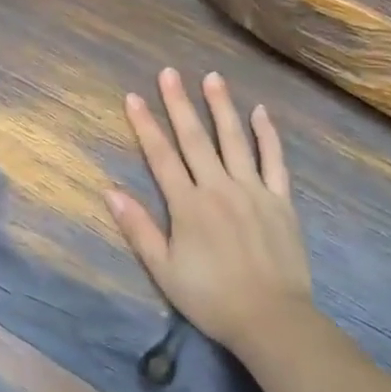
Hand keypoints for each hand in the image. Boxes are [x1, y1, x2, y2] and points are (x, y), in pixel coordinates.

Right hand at [105, 67, 312, 353]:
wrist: (271, 319)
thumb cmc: (210, 297)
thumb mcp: (164, 270)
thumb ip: (138, 228)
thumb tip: (110, 191)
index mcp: (187, 204)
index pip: (161, 155)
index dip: (146, 124)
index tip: (134, 96)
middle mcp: (218, 187)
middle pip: (195, 138)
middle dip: (179, 103)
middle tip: (169, 72)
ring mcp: (253, 190)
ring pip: (234, 139)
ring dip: (221, 106)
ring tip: (212, 77)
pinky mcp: (280, 200)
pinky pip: (274, 160)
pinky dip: (267, 134)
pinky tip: (261, 112)